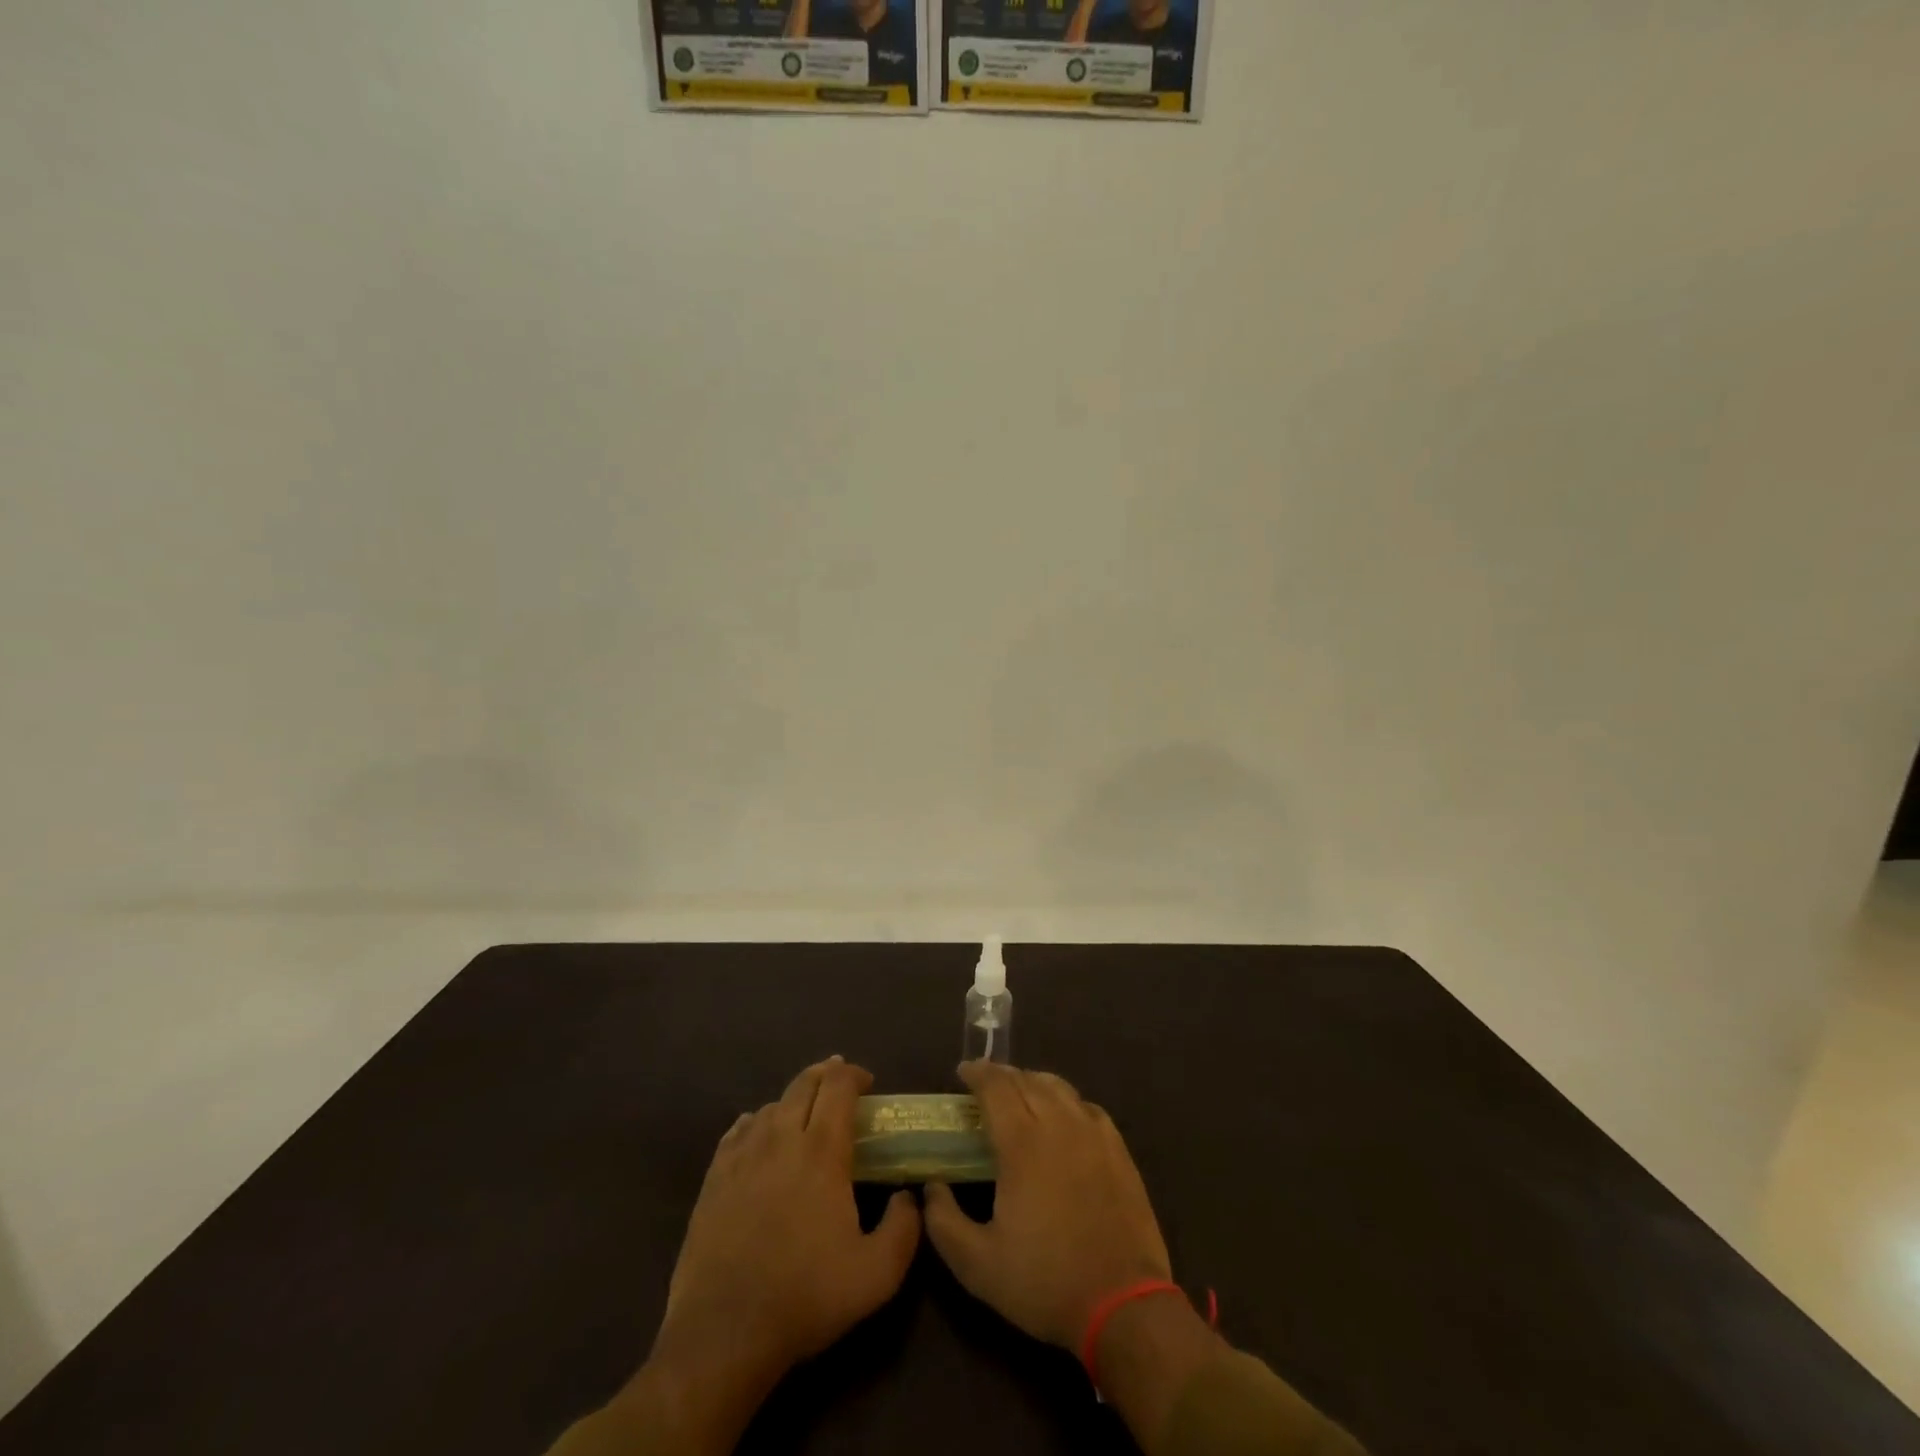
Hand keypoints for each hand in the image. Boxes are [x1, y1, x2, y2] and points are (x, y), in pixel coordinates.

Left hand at [654, 1057, 921, 1381]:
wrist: (724, 1332)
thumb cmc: (805, 1297)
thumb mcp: (877, 1274)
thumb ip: (904, 1228)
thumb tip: (908, 1197)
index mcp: (822, 1152)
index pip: (838, 1087)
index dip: (854, 1075)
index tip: (868, 1083)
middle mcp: (781, 1139)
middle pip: (803, 1084)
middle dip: (826, 1075)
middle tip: (840, 1083)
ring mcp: (743, 1156)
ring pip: (771, 1105)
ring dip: (793, 1100)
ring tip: (804, 1114)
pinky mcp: (714, 1177)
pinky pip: (738, 1130)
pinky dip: (756, 1121)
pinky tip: (760, 1134)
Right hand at [923, 1061, 1170, 1349]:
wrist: (1123, 1304)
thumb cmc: (1045, 1282)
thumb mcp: (978, 1266)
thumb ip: (944, 1222)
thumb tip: (932, 1187)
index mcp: (1022, 1143)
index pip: (996, 1087)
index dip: (977, 1073)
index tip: (962, 1071)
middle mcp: (1058, 1124)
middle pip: (1026, 1080)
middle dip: (1002, 1074)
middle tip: (985, 1083)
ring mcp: (1093, 1133)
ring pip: (1058, 1087)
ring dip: (1033, 1081)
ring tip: (1020, 1092)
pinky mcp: (1118, 1149)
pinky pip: (1086, 1106)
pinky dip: (1066, 1100)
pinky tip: (1063, 1115)